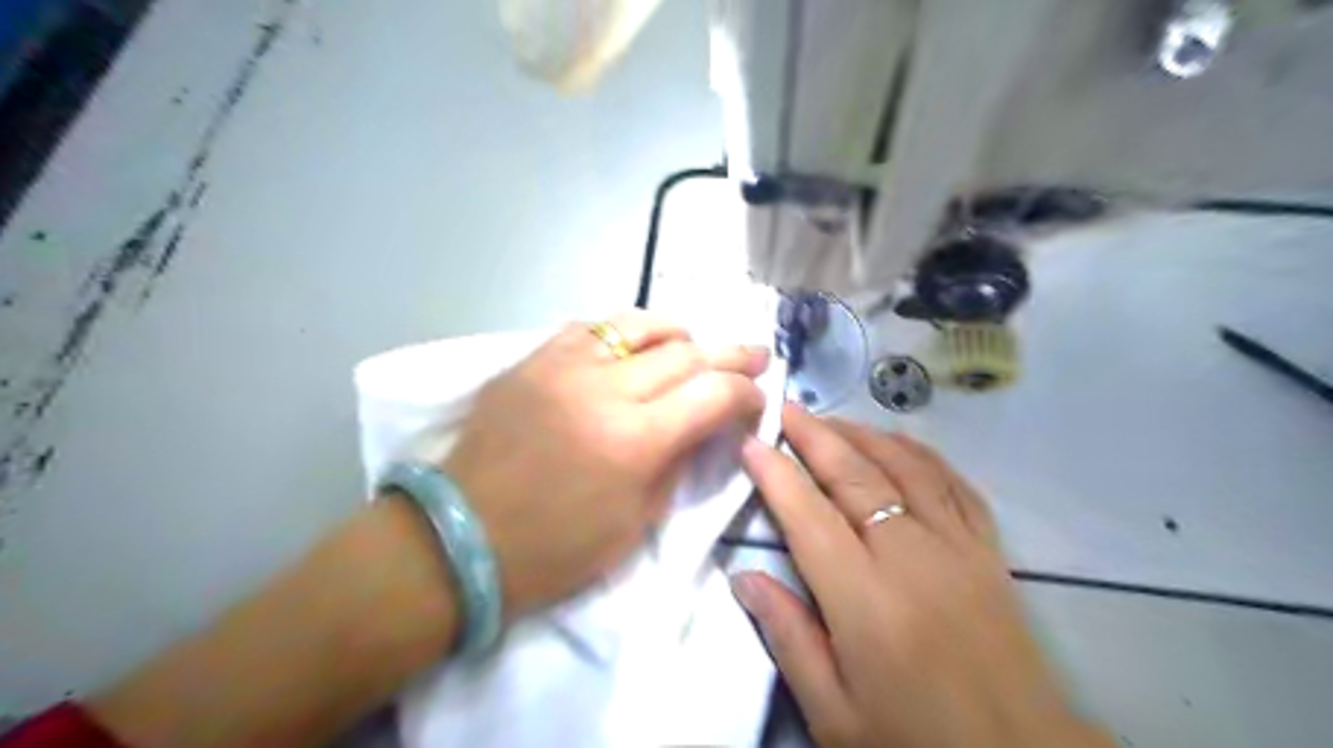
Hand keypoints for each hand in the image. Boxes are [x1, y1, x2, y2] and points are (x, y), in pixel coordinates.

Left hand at [442, 310, 765, 619]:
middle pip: (686, 352)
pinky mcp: (532, 359)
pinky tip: (632, 349)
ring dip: (678, 332)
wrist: (463, 537)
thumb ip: (678, 461)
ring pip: (638, 324)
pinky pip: (590, 329)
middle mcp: (604, 389)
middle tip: (753, 357)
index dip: (745, 393)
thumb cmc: (557, 548)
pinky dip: (623, 335)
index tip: (757, 399)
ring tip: (694, 343)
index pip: (713, 394)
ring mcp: (563, 366)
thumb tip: (706, 425)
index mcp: (635, 440)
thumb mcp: (637, 521)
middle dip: (730, 355)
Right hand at [735, 406, 1111, 746]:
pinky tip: (899, 443)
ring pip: (905, 467)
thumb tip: (744, 578)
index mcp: (865, 599)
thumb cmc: (915, 740)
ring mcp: (957, 546)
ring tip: (831, 420)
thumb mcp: (835, 714)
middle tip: (786, 408)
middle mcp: (911, 556)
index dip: (776, 473)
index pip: (808, 515)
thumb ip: (789, 638)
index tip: (751, 441)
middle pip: (856, 476)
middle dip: (815, 436)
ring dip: (863, 435)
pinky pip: (954, 483)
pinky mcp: (988, 550)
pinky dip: (922, 454)